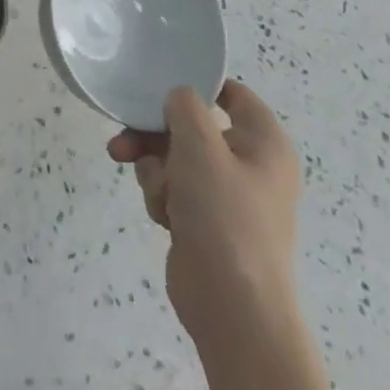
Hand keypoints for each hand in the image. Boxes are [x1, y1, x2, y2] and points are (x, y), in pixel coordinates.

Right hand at [107, 82, 301, 351]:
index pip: (232, 93)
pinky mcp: (207, 221)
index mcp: (264, 142)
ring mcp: (229, 195)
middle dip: (154, 135)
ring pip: (175, 157)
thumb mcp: (200, 145)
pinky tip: (163, 215)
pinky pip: (175, 188)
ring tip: (154, 191)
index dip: (198, 83)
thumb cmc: (224, 215)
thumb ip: (184, 106)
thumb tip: (178, 99)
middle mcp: (250, 164)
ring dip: (155, 169)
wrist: (232, 308)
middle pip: (192, 126)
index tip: (160, 82)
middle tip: (124, 140)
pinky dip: (162, 195)